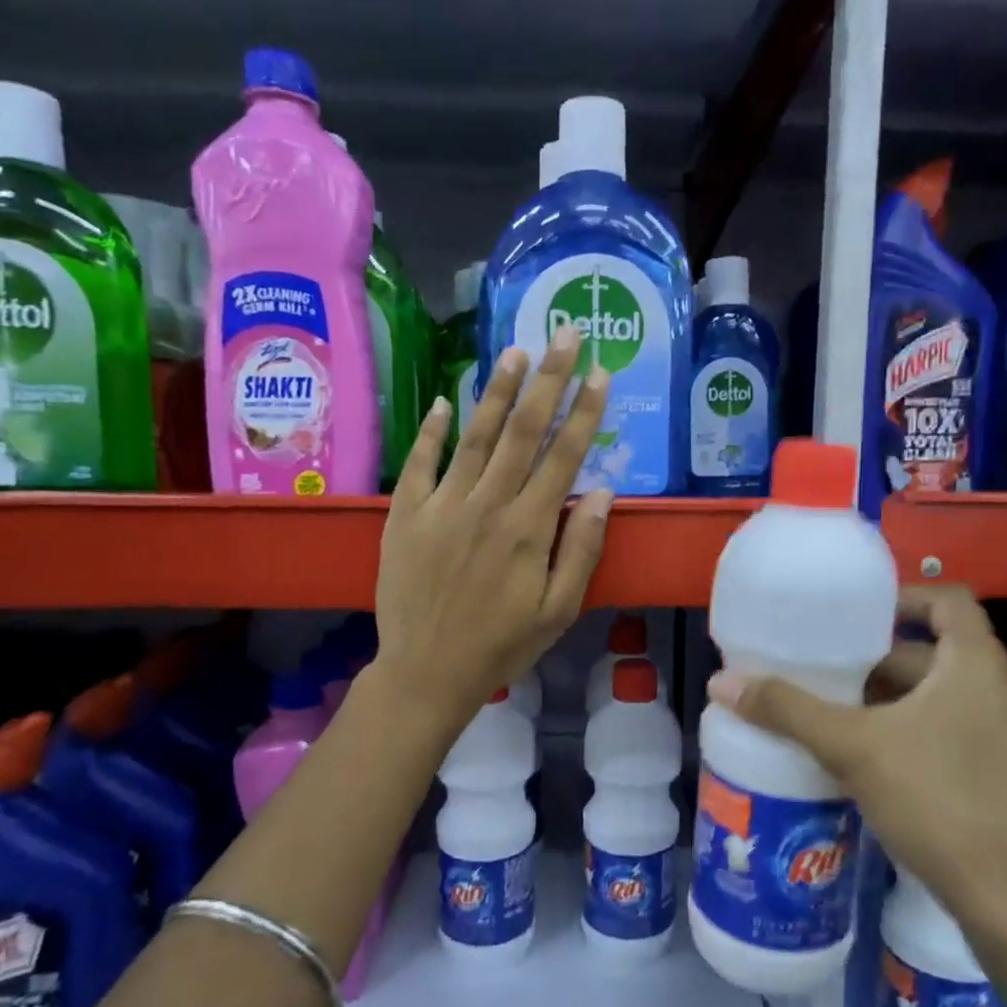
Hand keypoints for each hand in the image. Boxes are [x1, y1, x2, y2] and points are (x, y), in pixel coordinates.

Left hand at [372, 326, 611, 731]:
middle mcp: (486, 505)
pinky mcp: (405, 516)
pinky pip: (419, 464)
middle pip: (522, 431)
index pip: (562, 457)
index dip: (584, 412)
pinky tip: (443, 403)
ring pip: (475, 437)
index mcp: (527, 529)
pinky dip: (431, 432)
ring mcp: (441, 506)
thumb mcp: (557, 610)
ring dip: (496, 391)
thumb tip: (601, 492)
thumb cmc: (501, 645)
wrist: (426, 672)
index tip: (599, 373)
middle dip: (547, 379)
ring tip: (513, 350)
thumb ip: (580, 549)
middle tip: (563, 335)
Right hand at [706, 584, 1006, 927]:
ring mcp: (990, 731)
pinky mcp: (983, 768)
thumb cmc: (935, 798)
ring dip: (877, 694)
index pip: (947, 599)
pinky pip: (932, 725)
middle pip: (926, 649)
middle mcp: (990, 688)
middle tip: (816, 661)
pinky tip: (848, 746)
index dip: (900, 597)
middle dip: (870, 655)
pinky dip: (893, 724)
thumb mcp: (852, 746)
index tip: (851, 614)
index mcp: (973, 664)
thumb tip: (721, 683)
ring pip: (926, 692)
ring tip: (820, 700)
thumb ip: (787, 710)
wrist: (1001, 895)